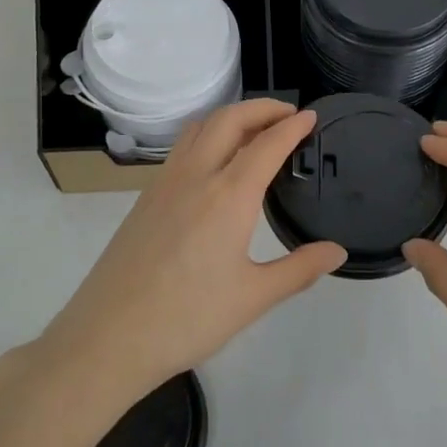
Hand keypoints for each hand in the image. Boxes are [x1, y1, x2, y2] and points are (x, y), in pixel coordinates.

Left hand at [36, 99, 346, 407]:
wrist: (109, 337)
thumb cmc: (187, 319)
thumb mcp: (253, 298)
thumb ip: (299, 269)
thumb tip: (337, 252)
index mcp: (228, 196)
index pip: (267, 144)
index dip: (292, 126)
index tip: (311, 116)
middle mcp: (196, 176)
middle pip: (229, 120)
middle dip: (261, 108)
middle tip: (288, 115)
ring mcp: (165, 183)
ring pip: (200, 128)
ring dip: (231, 117)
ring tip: (254, 130)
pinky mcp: (145, 198)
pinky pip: (181, 148)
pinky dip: (207, 135)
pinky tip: (215, 162)